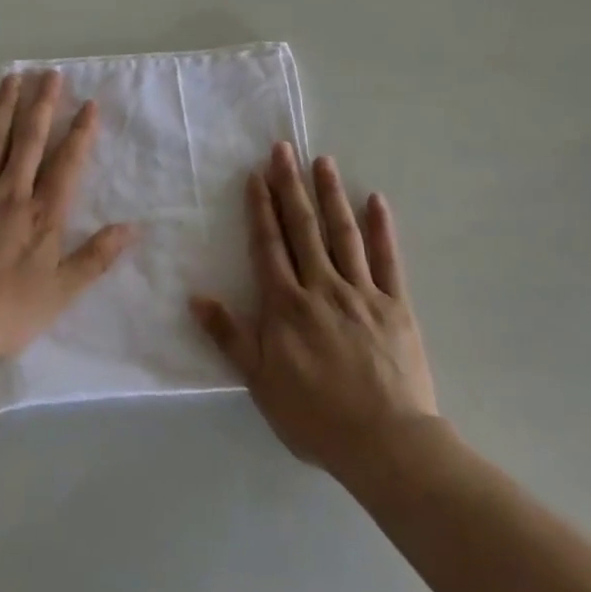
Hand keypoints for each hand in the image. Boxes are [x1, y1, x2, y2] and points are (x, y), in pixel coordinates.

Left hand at [0, 71, 133, 363]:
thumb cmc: (6, 310)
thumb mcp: (61, 292)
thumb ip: (96, 257)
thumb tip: (132, 227)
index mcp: (42, 213)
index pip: (67, 163)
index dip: (80, 133)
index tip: (89, 104)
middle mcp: (11, 193)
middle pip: (30, 140)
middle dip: (42, 105)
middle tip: (50, 74)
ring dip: (4, 107)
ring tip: (12, 77)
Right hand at [191, 142, 436, 477]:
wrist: (385, 444)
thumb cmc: (316, 416)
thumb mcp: (260, 381)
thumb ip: (230, 336)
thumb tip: (195, 297)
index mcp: (287, 304)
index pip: (269, 245)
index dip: (261, 208)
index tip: (256, 174)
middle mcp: (322, 286)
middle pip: (303, 227)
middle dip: (291, 186)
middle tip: (284, 148)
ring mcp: (361, 292)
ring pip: (343, 233)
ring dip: (331, 194)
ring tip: (322, 161)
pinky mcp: (395, 304)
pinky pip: (387, 259)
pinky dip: (382, 228)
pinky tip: (376, 200)